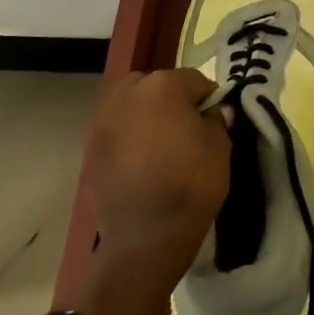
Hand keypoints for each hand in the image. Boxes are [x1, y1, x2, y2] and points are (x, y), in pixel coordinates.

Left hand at [88, 68, 229, 279]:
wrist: (145, 235)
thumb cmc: (191, 183)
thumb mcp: (220, 147)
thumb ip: (216, 120)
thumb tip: (213, 112)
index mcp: (162, 86)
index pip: (195, 80)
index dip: (209, 98)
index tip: (216, 118)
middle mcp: (128, 94)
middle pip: (157, 84)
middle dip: (173, 99)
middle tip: (188, 127)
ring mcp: (105, 120)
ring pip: (133, 104)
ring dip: (149, 114)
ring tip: (164, 143)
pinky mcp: (93, 146)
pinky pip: (119, 129)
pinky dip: (132, 136)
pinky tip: (145, 160)